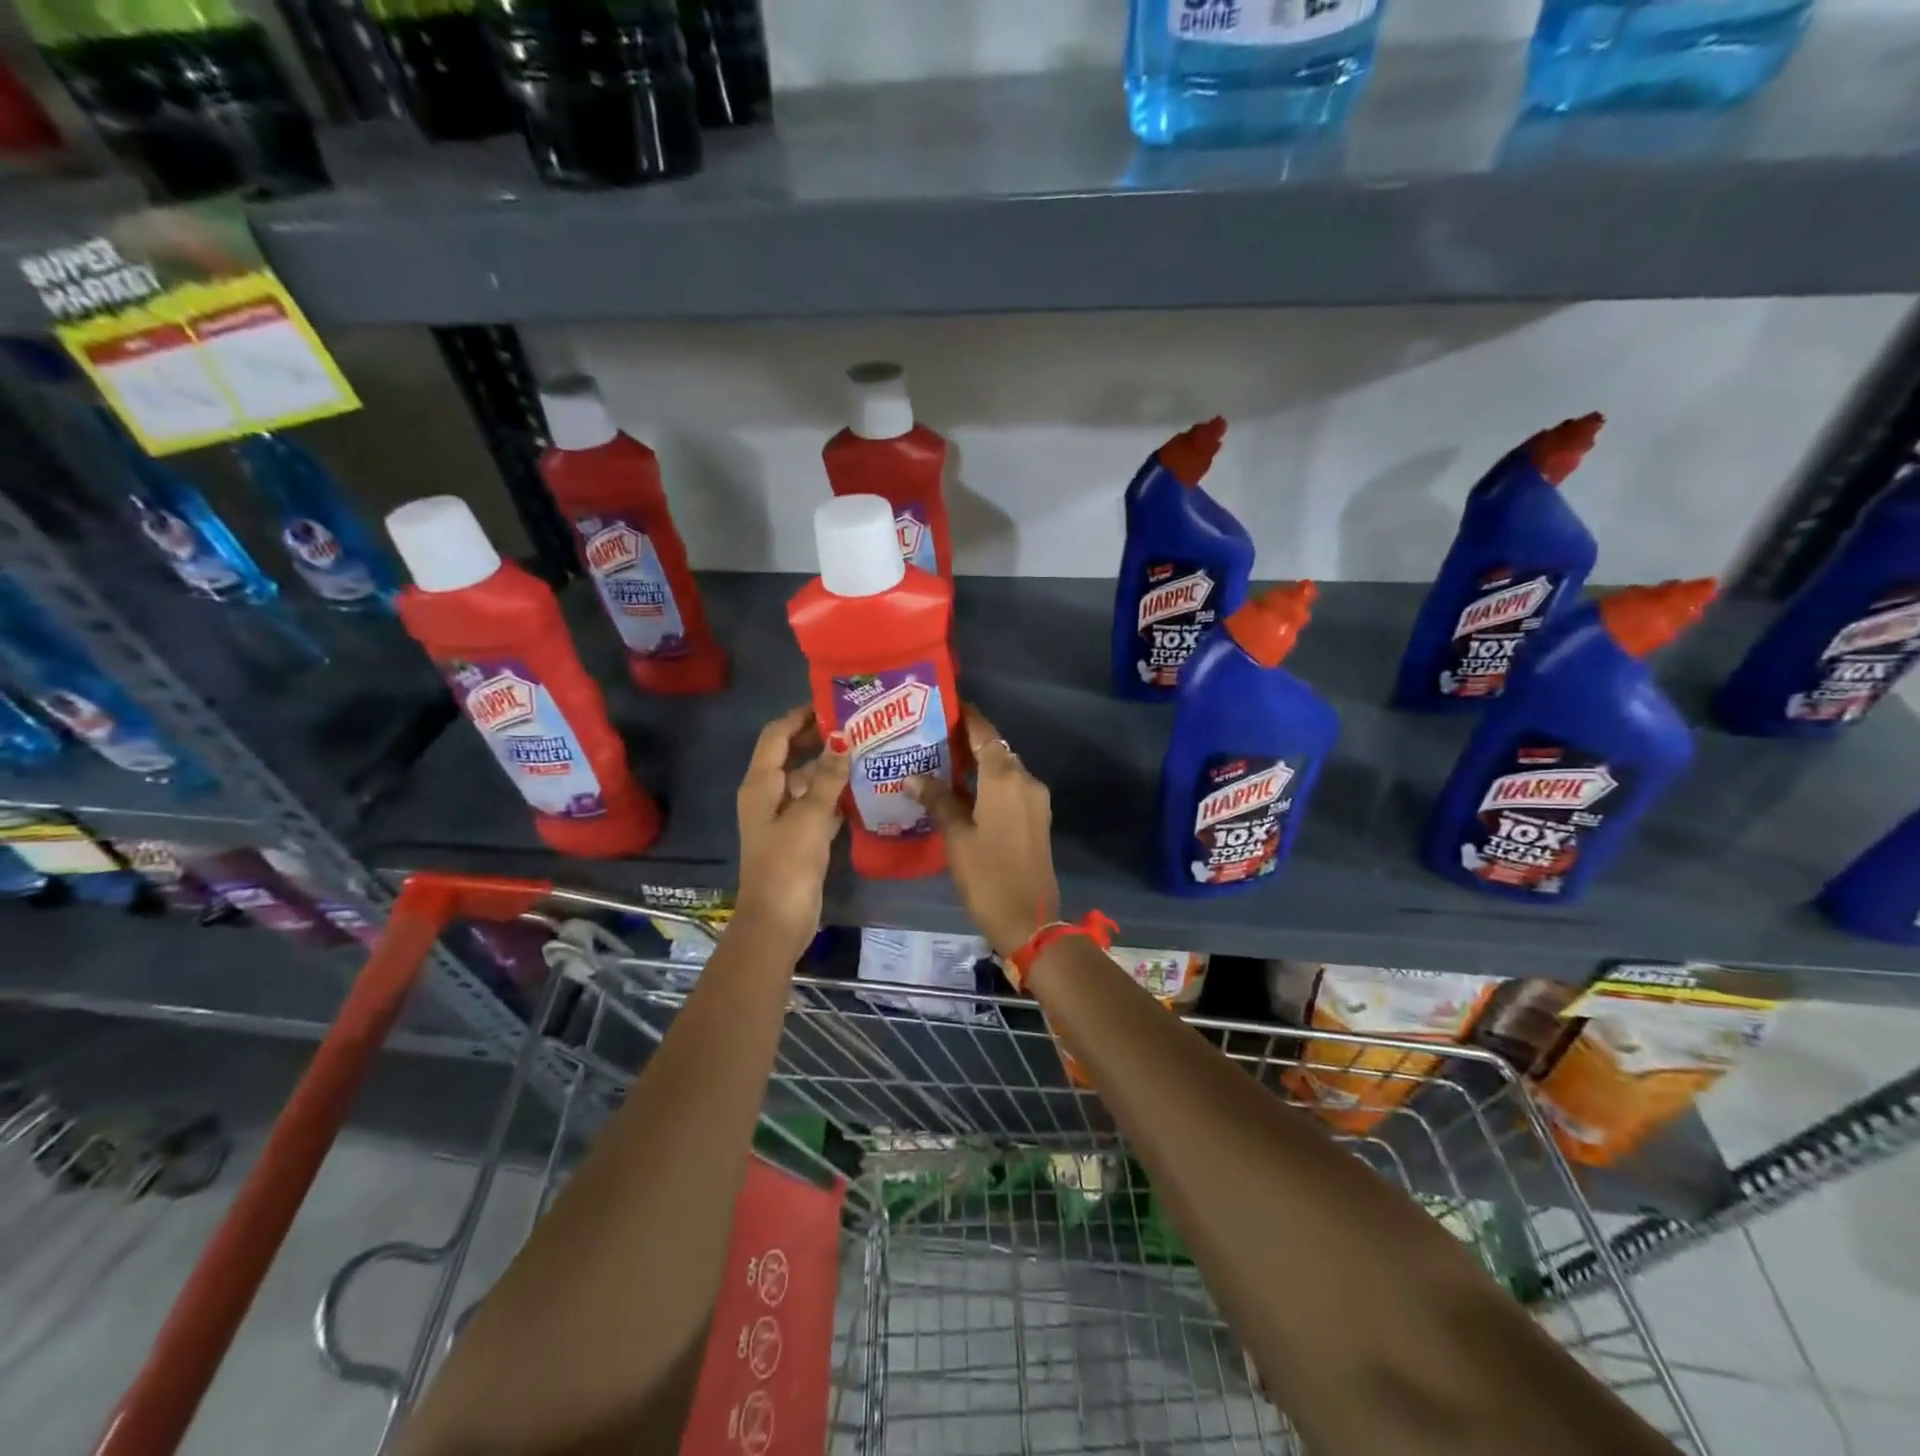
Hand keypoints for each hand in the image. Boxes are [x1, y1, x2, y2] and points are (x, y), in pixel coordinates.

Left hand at [734, 706, 849, 948]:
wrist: (778, 920)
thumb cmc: (788, 863)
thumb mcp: (810, 816)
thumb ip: (827, 776)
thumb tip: (842, 737)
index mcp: (760, 784)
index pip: (776, 735)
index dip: (800, 716)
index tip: (832, 703)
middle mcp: (767, 795)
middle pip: (790, 755)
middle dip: (818, 738)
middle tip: (857, 725)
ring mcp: (783, 817)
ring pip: (806, 780)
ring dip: (829, 767)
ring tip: (866, 751)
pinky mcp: (798, 837)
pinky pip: (816, 804)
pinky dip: (833, 794)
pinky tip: (861, 788)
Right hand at [911, 705, 1059, 959]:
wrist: (1030, 920)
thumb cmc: (988, 875)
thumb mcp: (956, 836)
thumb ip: (938, 800)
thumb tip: (912, 776)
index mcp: (1005, 777)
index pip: (984, 733)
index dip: (967, 717)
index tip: (946, 703)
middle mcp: (1025, 780)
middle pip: (995, 749)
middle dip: (967, 741)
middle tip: (931, 736)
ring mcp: (1035, 801)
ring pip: (1004, 770)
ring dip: (978, 764)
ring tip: (942, 762)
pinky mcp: (1037, 819)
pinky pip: (1010, 789)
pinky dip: (989, 783)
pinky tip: (964, 792)